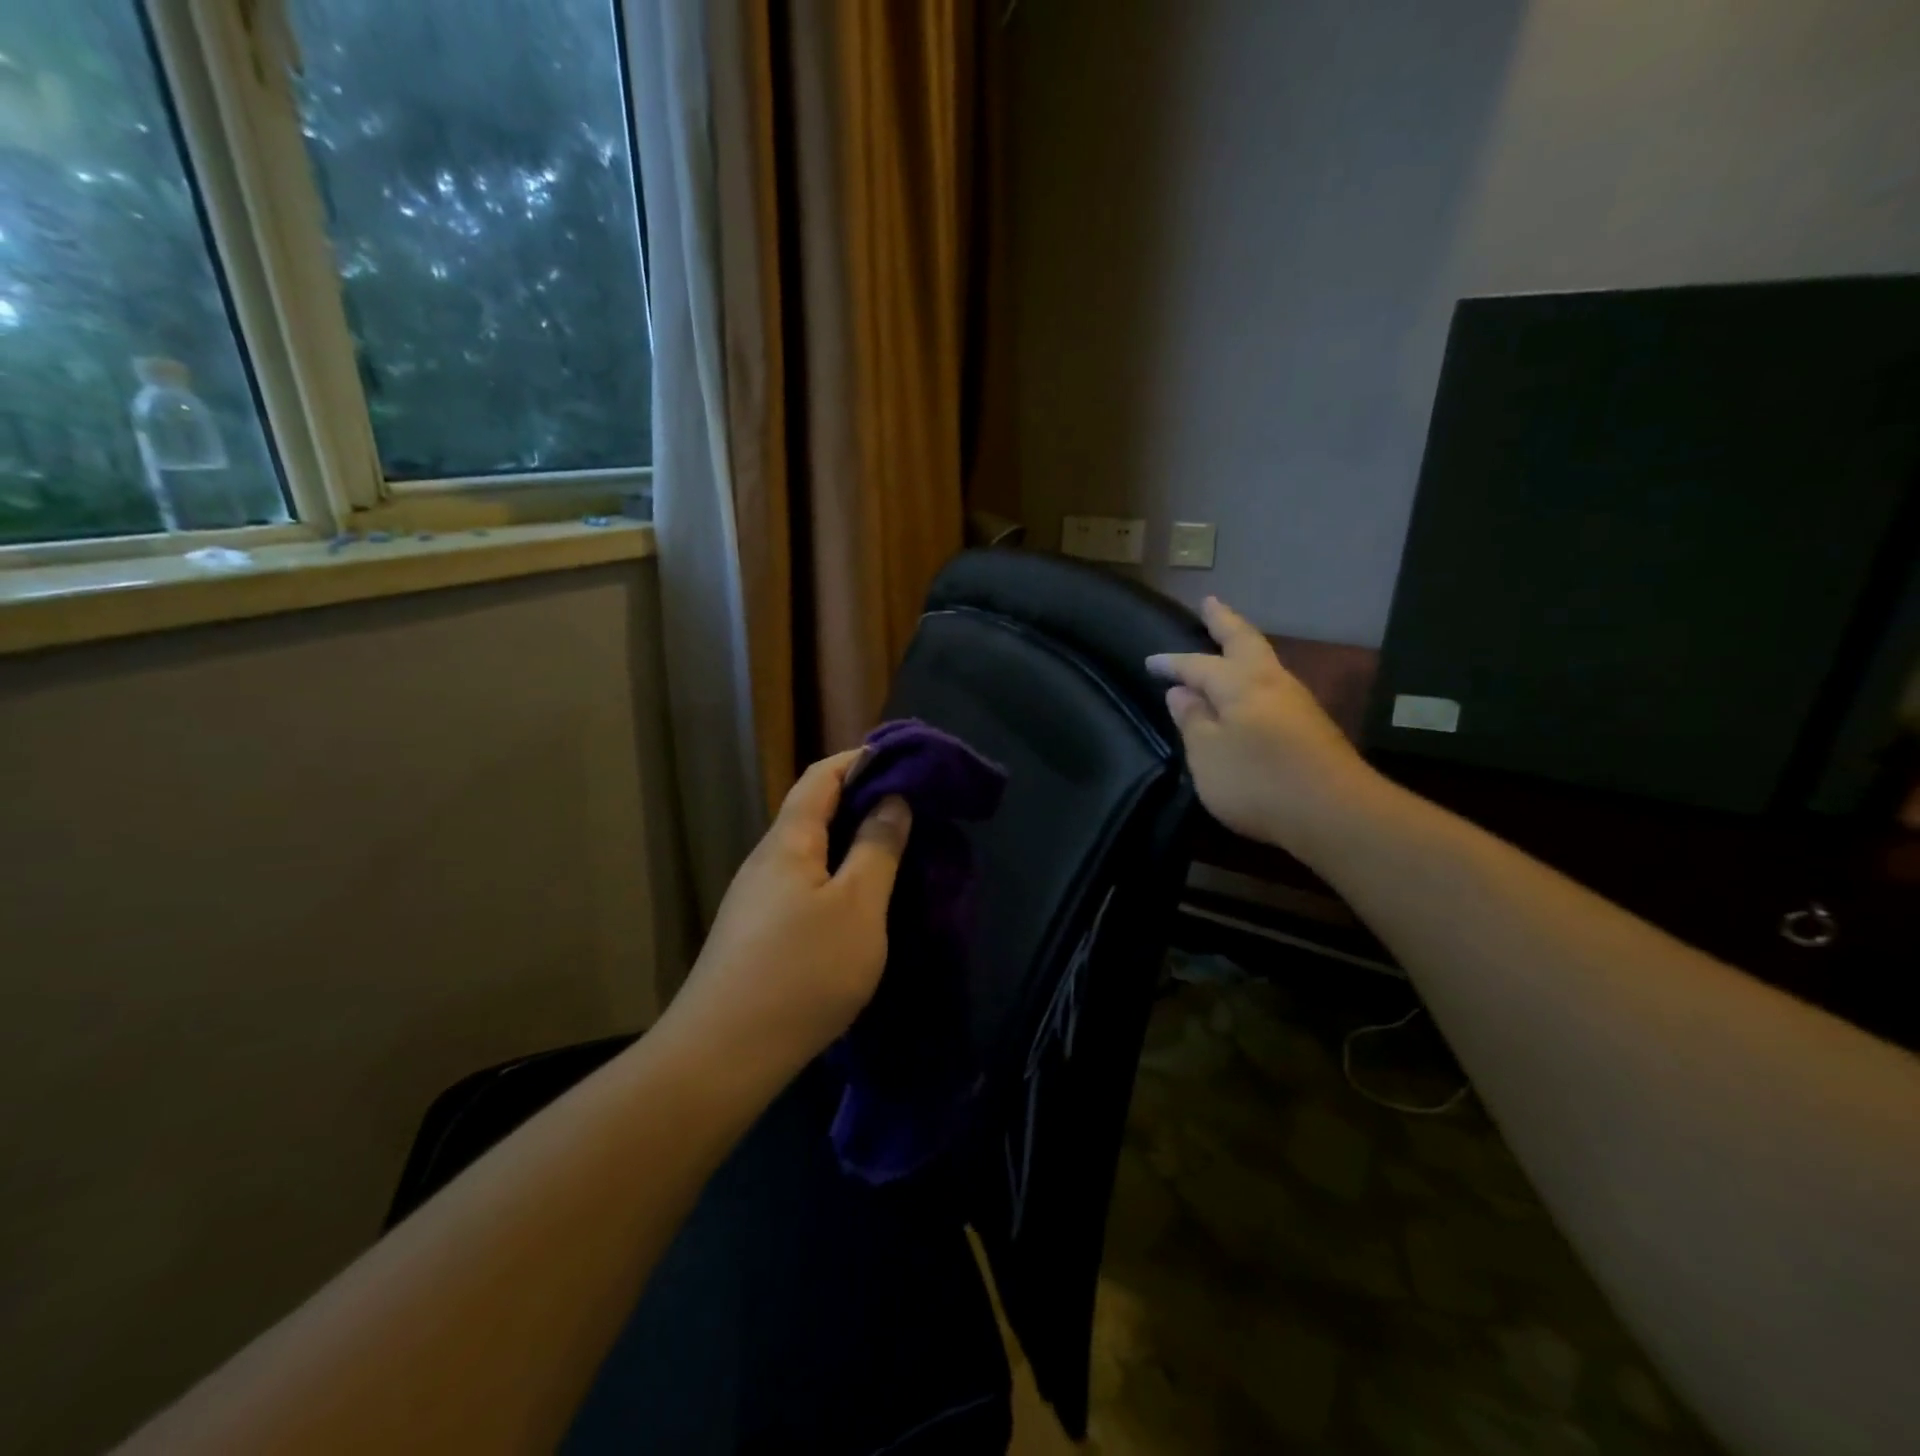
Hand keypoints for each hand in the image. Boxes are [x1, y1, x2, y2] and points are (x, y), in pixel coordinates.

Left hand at [665, 750, 911, 1081]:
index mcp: (788, 842)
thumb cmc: (801, 972)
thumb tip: (893, 800)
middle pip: (812, 811)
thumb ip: (878, 849)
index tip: (903, 759)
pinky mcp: (756, 933)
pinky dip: (836, 875)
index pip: (820, 777)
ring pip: (808, 851)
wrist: (722, 1056)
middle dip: (860, 800)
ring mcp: (755, 899)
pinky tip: (858, 903)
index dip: (859, 759)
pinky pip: (802, 884)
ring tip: (893, 852)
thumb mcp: (858, 908)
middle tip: (911, 808)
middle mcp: (765, 861)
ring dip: (849, 841)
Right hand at [1148, 597, 1375, 855]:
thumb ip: (1193, 721)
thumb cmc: (1257, 781)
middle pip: (1244, 641)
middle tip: (1209, 602)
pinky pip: (1273, 685)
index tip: (1150, 662)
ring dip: (1244, 645)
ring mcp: (1296, 702)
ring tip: (1229, 641)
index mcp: (1239, 684)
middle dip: (1224, 621)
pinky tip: (1251, 688)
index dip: (1172, 663)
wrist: (1334, 812)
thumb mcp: (1207, 754)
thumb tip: (1181, 692)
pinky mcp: (1311, 725)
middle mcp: (1270, 682)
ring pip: (1264, 661)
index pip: (1197, 665)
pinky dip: (1255, 674)